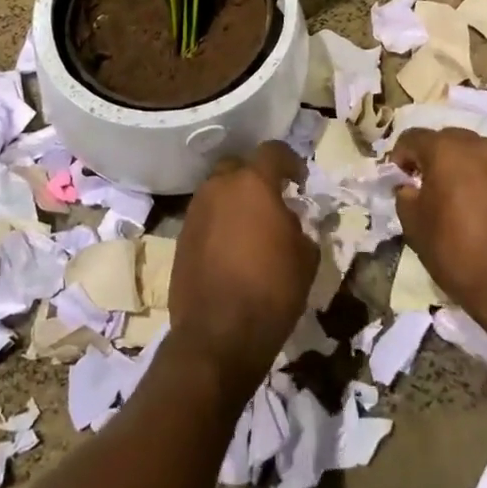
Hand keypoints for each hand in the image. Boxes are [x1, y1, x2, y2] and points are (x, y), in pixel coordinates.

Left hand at [169, 141, 317, 388]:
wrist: (218, 336)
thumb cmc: (271, 290)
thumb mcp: (305, 257)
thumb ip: (299, 226)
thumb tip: (288, 221)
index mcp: (253, 183)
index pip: (273, 151)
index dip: (290, 161)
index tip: (300, 181)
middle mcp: (219, 187)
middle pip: (238, 167)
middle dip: (255, 178)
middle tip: (272, 201)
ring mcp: (195, 211)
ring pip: (218, 192)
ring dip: (234, 202)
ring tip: (251, 228)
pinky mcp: (181, 237)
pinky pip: (205, 218)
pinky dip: (219, 224)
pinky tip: (231, 250)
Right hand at [393, 127, 486, 337]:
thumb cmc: (455, 250)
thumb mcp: (414, 224)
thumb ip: (405, 195)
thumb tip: (409, 186)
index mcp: (446, 149)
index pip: (412, 137)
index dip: (400, 156)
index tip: (397, 178)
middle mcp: (477, 146)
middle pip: (444, 139)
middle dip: (429, 157)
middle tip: (420, 184)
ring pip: (470, 154)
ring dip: (454, 167)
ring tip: (447, 196)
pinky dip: (476, 180)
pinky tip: (472, 208)